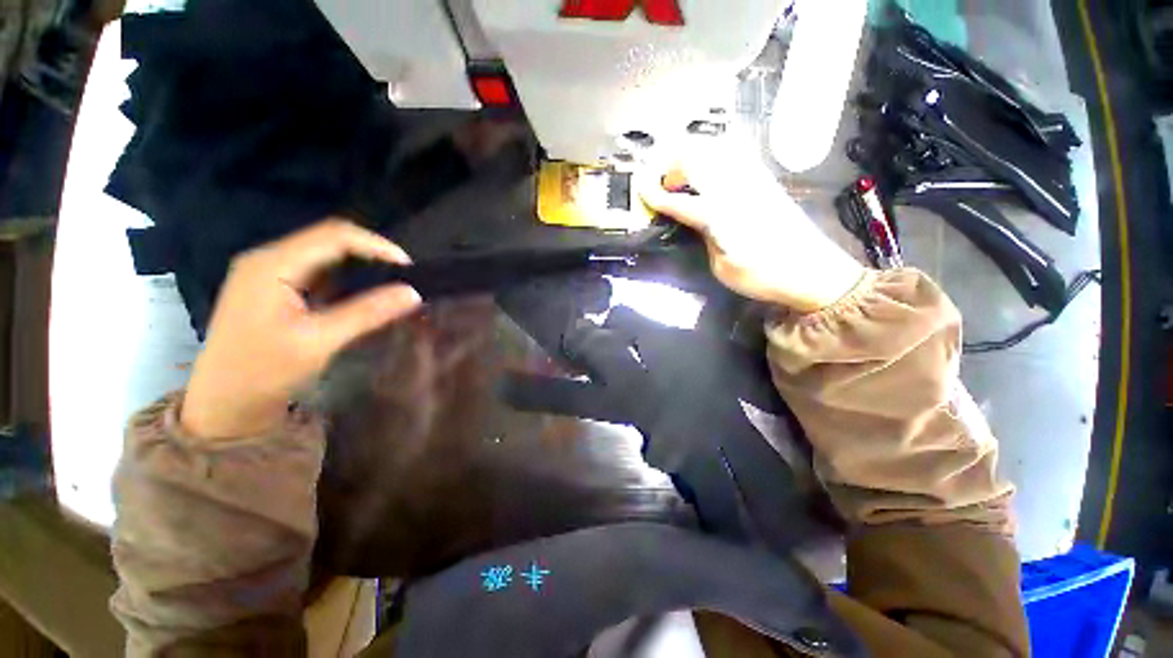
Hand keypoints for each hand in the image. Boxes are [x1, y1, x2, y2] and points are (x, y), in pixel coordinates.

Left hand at [181, 220, 422, 439]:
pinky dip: (320, 281)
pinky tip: (334, 300)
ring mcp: (254, 270)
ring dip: (340, 269)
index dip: (374, 244)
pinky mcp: (253, 286)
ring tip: (370, 288)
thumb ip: (363, 315)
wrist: (217, 406)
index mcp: (272, 263)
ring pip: (308, 256)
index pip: (333, 234)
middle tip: (392, 279)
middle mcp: (262, 256)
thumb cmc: (262, 377)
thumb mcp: (315, 346)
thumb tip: (411, 294)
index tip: (406, 266)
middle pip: (319, 241)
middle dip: (359, 256)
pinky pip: (294, 271)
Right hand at [640, 140, 864, 312]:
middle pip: (692, 158)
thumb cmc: (768, 276)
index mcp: (719, 214)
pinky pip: (734, 153)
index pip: (677, 199)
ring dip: (691, 155)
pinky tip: (712, 168)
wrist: (815, 269)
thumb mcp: (725, 269)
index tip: (640, 192)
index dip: (654, 194)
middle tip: (664, 182)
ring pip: (712, 149)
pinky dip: (715, 154)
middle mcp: (732, 186)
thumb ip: (705, 238)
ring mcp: (750, 177)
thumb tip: (694, 221)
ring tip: (684, 173)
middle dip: (670, 165)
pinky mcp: (764, 178)